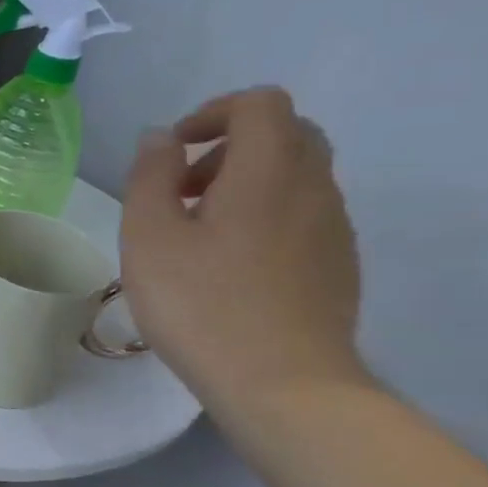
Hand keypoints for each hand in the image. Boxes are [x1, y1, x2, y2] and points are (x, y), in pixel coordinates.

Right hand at [121, 87, 367, 413]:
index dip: (213, 112)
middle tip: (183, 190)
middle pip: (287, 133)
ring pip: (297, 175)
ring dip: (246, 183)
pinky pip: (304, 214)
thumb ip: (150, 177)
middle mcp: (313, 187)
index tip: (173, 152)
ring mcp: (334, 227)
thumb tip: (160, 138)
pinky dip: (266, 215)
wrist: (283, 383)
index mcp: (268, 172)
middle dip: (230, 146)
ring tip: (198, 234)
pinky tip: (229, 265)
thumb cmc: (201, 304)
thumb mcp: (149, 238)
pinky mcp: (337, 263)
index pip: (260, 103)